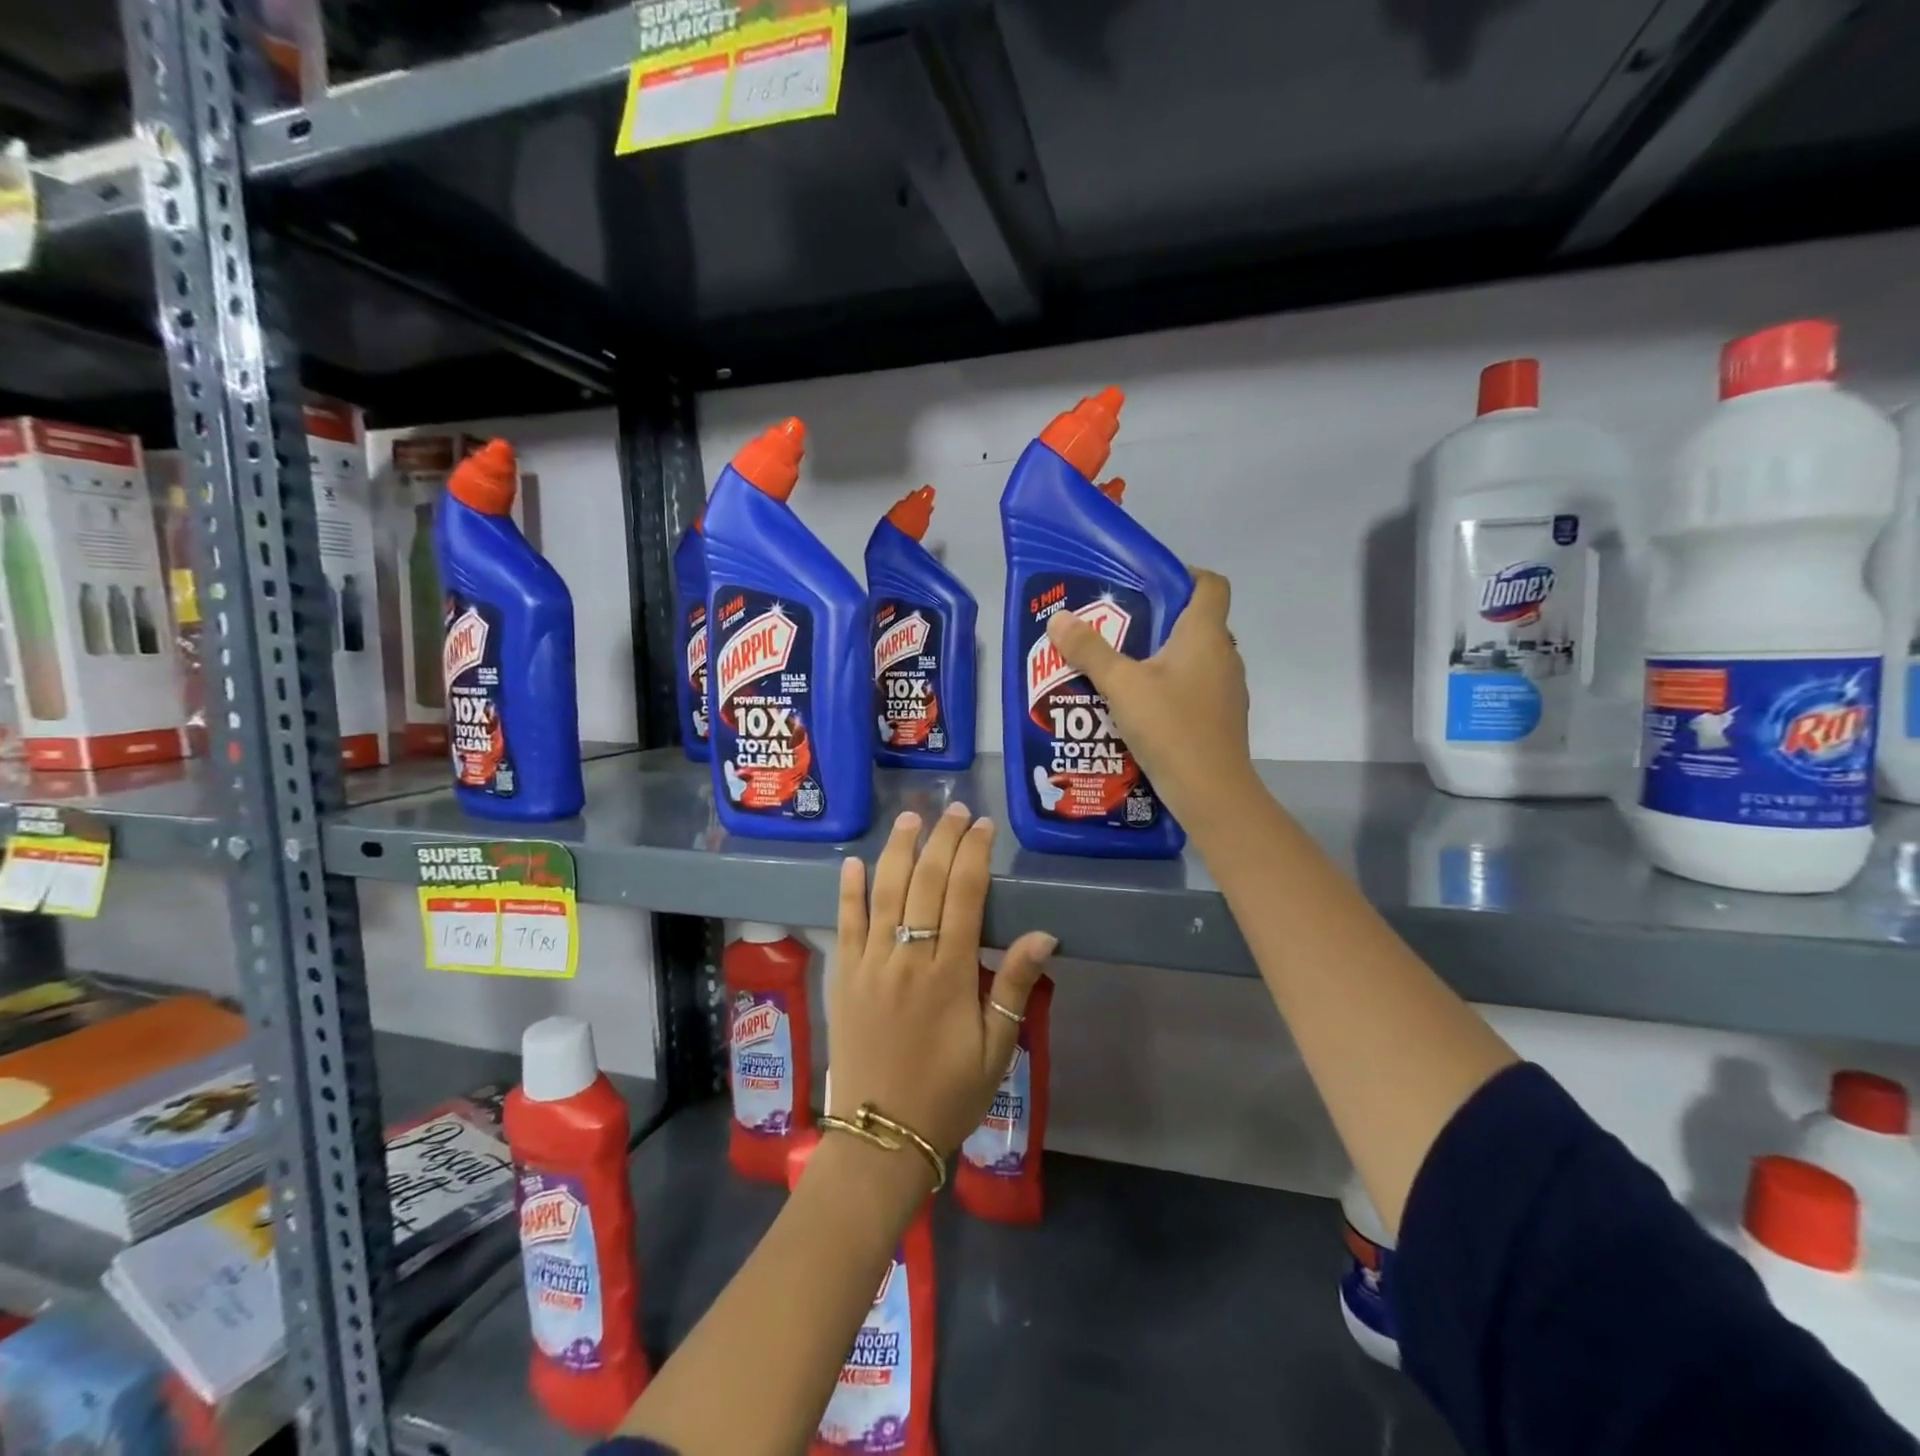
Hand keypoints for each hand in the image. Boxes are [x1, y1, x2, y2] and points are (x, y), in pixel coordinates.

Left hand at [829, 805, 1055, 1160]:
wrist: (882, 1137)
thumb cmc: (949, 1094)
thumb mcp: (996, 1049)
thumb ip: (1013, 986)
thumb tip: (1042, 934)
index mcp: (949, 974)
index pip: (963, 895)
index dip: (974, 854)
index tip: (983, 826)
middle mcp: (907, 958)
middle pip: (925, 882)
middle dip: (941, 840)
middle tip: (954, 809)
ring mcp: (869, 964)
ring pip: (883, 892)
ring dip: (897, 851)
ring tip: (910, 818)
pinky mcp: (843, 977)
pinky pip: (845, 924)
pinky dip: (848, 891)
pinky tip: (853, 863)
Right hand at [1045, 567, 1253, 834]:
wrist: (1211, 793)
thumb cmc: (1170, 727)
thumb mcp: (1121, 685)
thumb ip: (1089, 651)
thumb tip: (1059, 618)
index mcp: (1205, 635)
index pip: (1210, 584)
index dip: (1183, 575)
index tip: (1147, 585)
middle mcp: (1223, 656)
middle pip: (1196, 623)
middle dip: (1158, 621)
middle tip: (1116, 629)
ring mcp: (1226, 691)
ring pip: (1194, 659)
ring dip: (1162, 659)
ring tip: (1120, 669)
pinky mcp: (1219, 719)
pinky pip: (1193, 690)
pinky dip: (1169, 689)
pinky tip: (1137, 709)